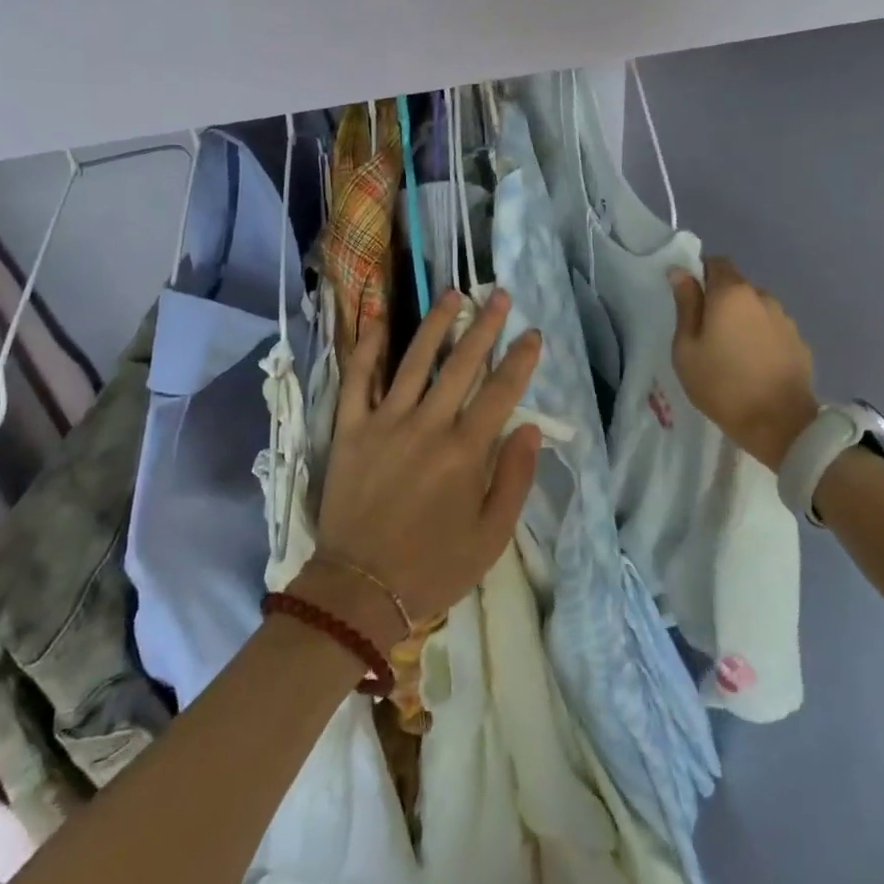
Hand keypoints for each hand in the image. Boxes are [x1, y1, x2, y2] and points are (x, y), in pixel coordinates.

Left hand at [301, 289, 542, 649]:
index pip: (500, 392)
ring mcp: (384, 422)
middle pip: (461, 364)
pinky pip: (358, 379)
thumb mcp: (491, 536)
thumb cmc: (434, 566)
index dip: (520, 360)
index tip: (533, 334)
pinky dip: (368, 347)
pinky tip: (380, 320)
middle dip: (485, 327)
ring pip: (414, 360)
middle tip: (499, 295)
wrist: (360, 589)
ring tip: (453, 294)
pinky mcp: (350, 429)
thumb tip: (531, 429)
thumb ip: (514, 479)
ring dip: (436, 324)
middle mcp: (427, 425)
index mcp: (464, 452)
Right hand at [670, 258, 818, 472]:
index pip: (716, 263)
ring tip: (732, 353)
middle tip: (706, 334)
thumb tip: (680, 272)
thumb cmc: (721, 385)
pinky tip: (754, 365)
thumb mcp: (686, 348)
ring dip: (742, 320)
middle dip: (720, 302)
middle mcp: (762, 296)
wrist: (779, 424)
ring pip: (755, 308)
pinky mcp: (799, 341)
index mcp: (731, 294)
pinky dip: (760, 338)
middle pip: (736, 286)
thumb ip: (685, 306)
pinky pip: (772, 329)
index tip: (690, 301)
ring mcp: (785, 319)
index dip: (701, 275)